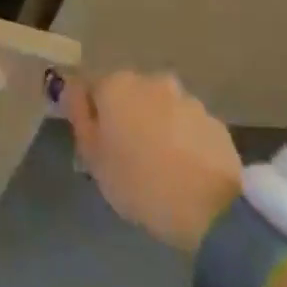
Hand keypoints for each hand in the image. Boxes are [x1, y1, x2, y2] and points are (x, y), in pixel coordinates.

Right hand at [63, 71, 242, 253]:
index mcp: (116, 84)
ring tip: (157, 165)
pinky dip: (180, 138)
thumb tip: (73, 91)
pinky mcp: (212, 119)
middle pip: (127, 94)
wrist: (210, 206)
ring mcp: (186, 97)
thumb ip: (81, 118)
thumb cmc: (138, 182)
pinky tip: (182, 169)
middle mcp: (151, 80)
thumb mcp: (93, 158)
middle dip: (124, 116)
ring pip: (159, 108)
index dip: (90, 114)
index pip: (90, 87)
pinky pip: (185, 125)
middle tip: (124, 156)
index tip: (94, 143)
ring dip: (154, 126)